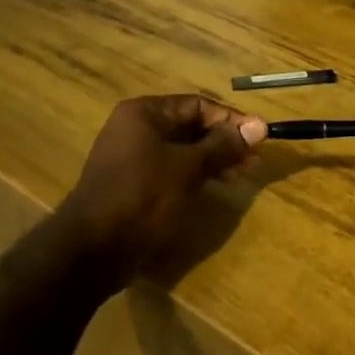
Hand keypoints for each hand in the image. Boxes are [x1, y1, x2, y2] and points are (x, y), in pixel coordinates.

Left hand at [57, 95, 267, 274]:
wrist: (94, 249)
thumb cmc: (143, 196)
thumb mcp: (188, 167)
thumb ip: (224, 145)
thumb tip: (260, 126)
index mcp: (144, 113)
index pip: (197, 104)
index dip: (231, 119)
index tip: (260, 136)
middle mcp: (136, 129)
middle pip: (190, 126)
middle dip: (224, 141)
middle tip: (255, 159)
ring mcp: (133, 158)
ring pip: (183, 150)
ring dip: (214, 159)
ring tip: (242, 173)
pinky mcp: (135, 184)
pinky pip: (172, 170)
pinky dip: (196, 174)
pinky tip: (217, 185)